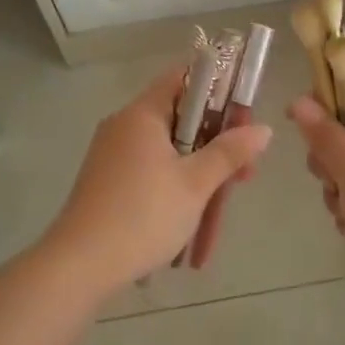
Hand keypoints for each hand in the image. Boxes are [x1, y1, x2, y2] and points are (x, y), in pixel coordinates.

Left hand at [43, 68, 271, 295]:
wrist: (80, 266)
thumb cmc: (143, 215)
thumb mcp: (195, 184)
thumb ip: (230, 153)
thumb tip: (264, 128)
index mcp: (143, 114)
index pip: (184, 78)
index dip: (218, 89)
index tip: (244, 116)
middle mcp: (125, 126)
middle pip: (181, 119)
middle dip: (216, 145)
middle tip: (243, 175)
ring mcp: (112, 155)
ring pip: (168, 152)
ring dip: (198, 176)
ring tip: (220, 211)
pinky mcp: (107, 183)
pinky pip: (150, 174)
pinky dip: (174, 191)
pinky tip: (190, 226)